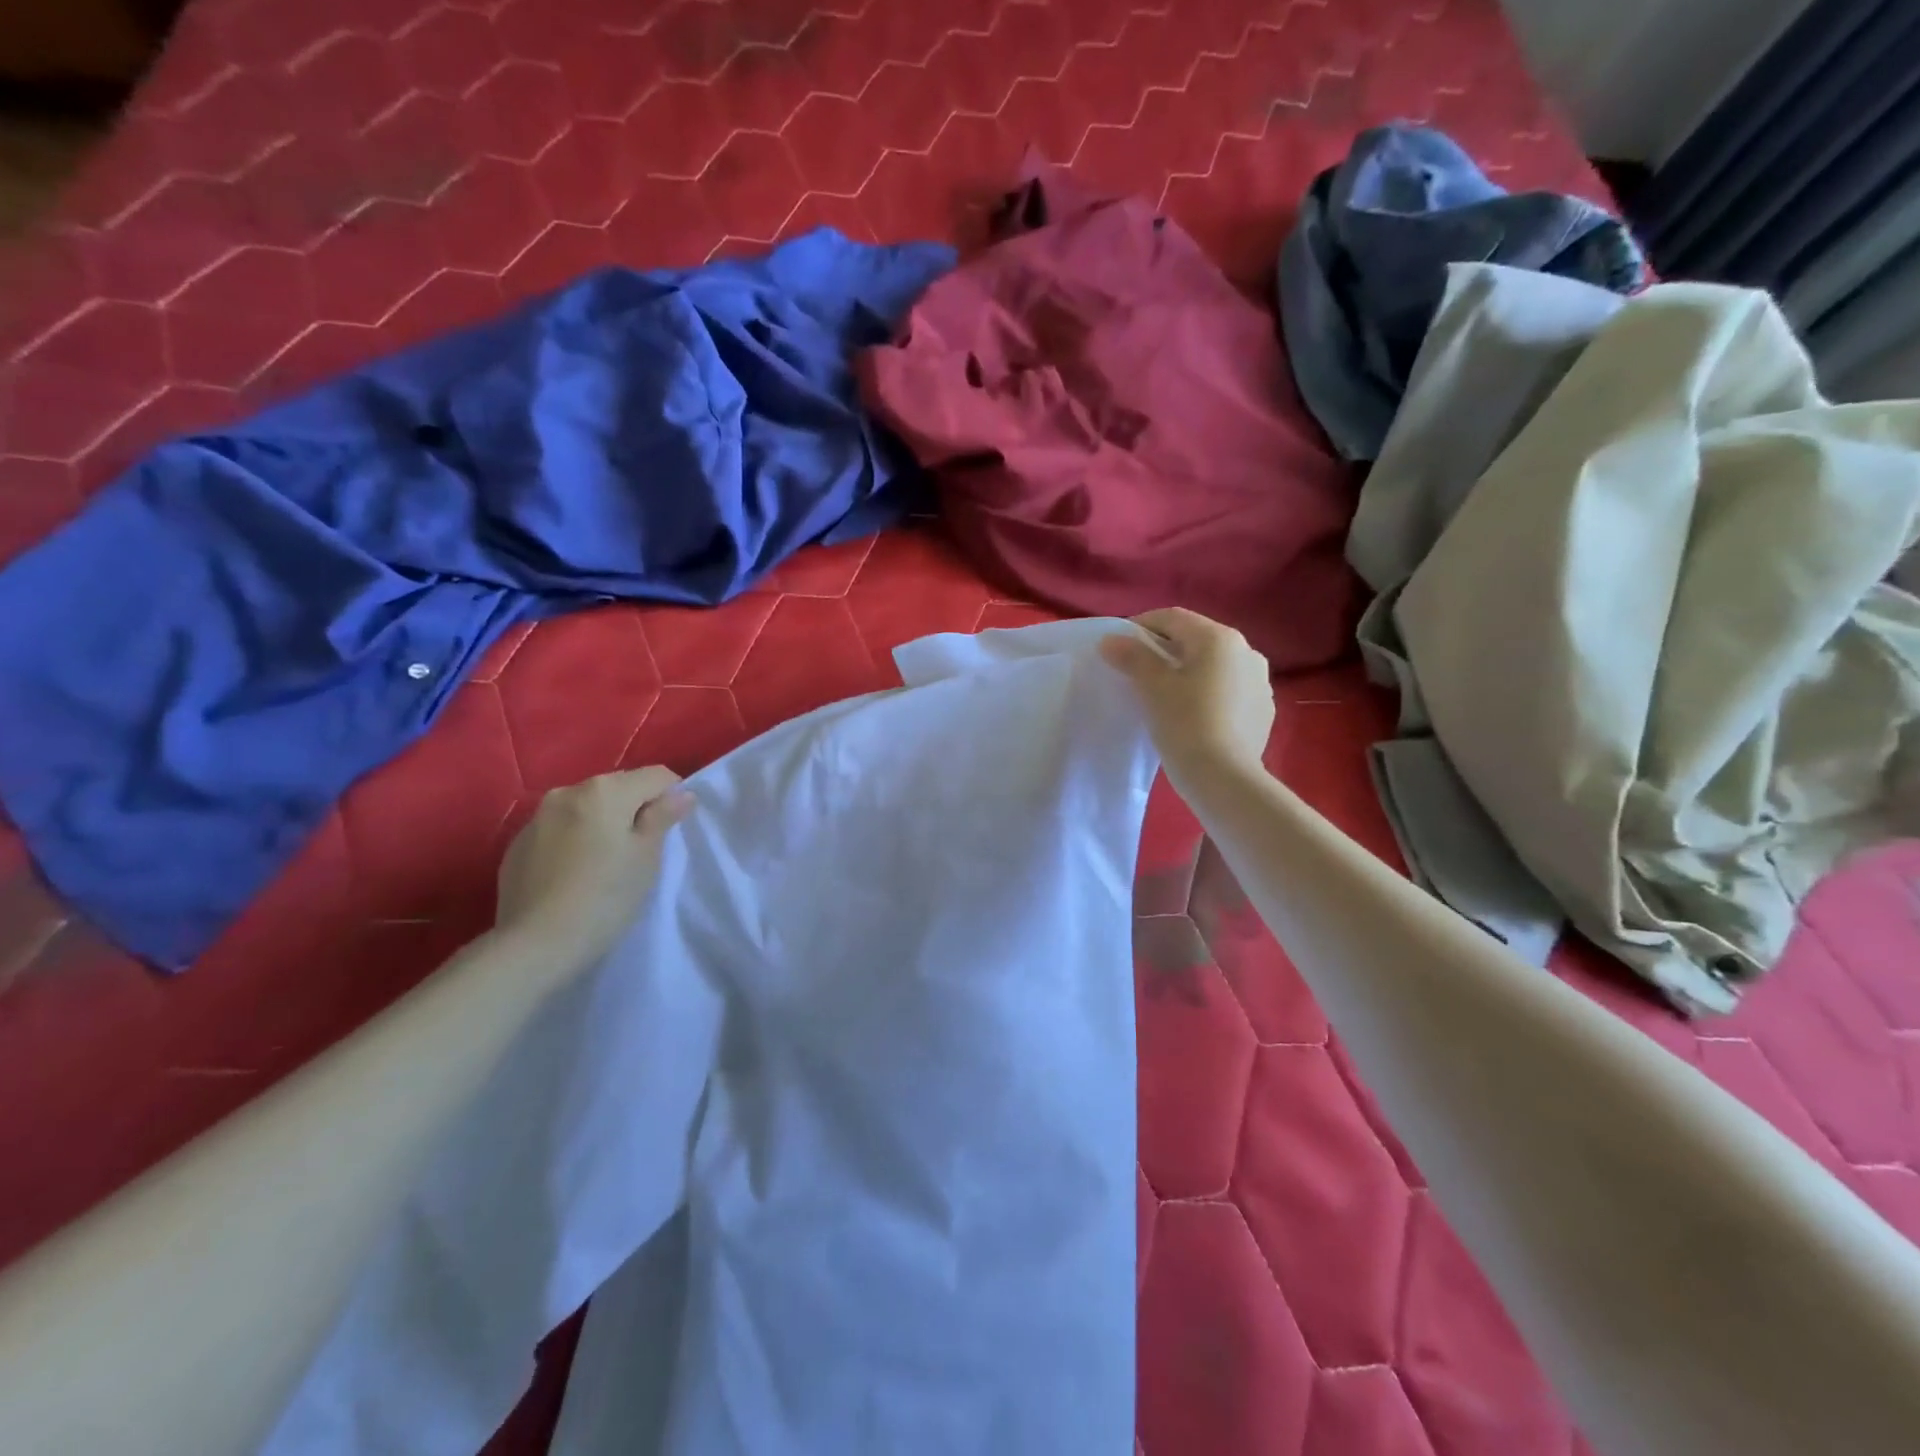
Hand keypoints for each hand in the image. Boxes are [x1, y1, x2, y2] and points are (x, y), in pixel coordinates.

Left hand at [495, 766, 694, 978]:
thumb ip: (663, 817)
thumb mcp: (647, 857)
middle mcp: (567, 792)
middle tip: (644, 849)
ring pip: (586, 808)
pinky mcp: (517, 845)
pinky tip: (576, 873)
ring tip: (607, 861)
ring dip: (603, 823)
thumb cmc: (605, 897)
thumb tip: (681, 794)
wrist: (535, 945)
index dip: (673, 797)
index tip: (674, 829)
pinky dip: (575, 840)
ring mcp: (536, 818)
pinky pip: (559, 830)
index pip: (656, 776)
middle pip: (618, 787)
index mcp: (605, 790)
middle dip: (636, 808)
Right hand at [1100, 608, 1274, 789]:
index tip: (1118, 646)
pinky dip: (1207, 692)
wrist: (1225, 779)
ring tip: (1165, 694)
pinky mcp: (1263, 710)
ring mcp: (1260, 681)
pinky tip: (1192, 715)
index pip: (1172, 618)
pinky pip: (1228, 690)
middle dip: (1165, 649)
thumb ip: (1132, 656)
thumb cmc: (1185, 723)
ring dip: (1188, 670)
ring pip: (1214, 666)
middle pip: (1196, 639)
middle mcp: (1247, 651)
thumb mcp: (1152, 687)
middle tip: (1137, 670)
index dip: (1141, 626)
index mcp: (1219, 638)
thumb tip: (1111, 639)